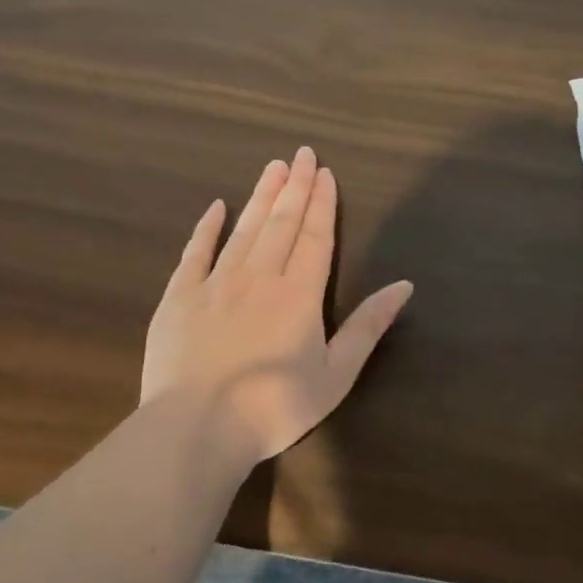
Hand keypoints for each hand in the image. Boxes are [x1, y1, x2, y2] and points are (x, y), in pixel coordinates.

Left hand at [142, 147, 413, 466]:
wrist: (197, 429)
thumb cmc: (276, 407)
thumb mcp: (337, 373)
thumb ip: (368, 326)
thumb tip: (404, 285)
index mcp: (299, 294)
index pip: (315, 236)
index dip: (322, 203)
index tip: (324, 172)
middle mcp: (259, 277)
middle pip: (281, 223)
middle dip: (294, 187)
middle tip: (301, 153)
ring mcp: (215, 284)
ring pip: (243, 229)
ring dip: (260, 196)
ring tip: (272, 167)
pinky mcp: (178, 298)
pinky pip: (195, 253)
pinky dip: (207, 228)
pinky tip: (216, 207)